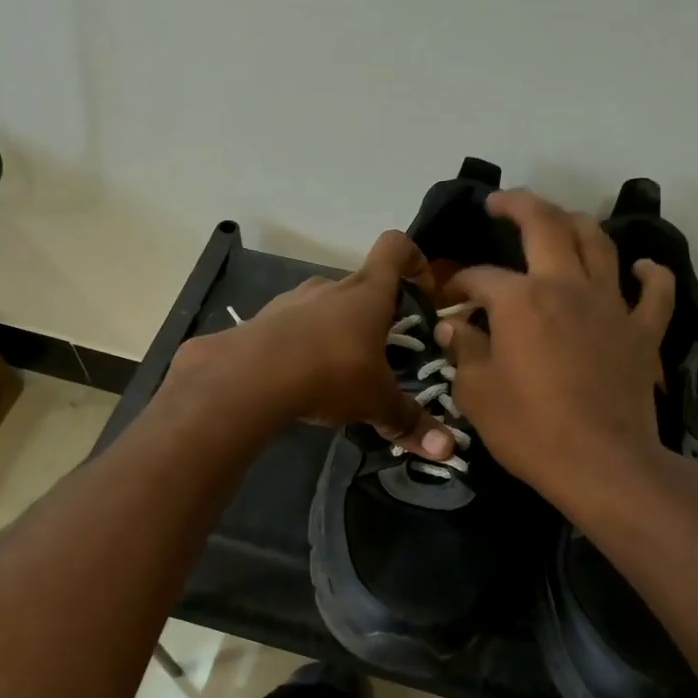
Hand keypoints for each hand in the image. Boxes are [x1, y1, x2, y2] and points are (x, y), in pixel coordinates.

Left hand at [165, 231, 457, 460]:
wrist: (249, 377)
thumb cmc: (329, 373)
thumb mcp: (376, 402)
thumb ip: (409, 422)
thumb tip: (447, 450)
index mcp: (367, 292)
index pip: (395, 248)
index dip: (414, 261)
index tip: (423, 290)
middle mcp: (330, 287)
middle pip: (360, 286)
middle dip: (374, 316)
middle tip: (382, 355)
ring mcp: (292, 301)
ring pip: (324, 307)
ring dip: (335, 331)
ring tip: (339, 372)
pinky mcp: (262, 321)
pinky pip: (292, 327)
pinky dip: (302, 346)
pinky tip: (301, 380)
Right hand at [438, 190, 693, 508]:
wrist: (603, 465)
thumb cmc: (530, 431)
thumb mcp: (477, 394)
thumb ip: (463, 352)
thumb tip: (453, 328)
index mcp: (520, 300)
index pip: (480, 278)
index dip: (458, 284)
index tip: (446, 301)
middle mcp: (566, 287)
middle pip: (546, 225)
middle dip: (518, 205)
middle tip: (498, 203)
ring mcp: (611, 305)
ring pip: (599, 244)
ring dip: (576, 224)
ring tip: (560, 221)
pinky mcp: (643, 331)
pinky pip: (655, 292)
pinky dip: (650, 274)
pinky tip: (641, 267)